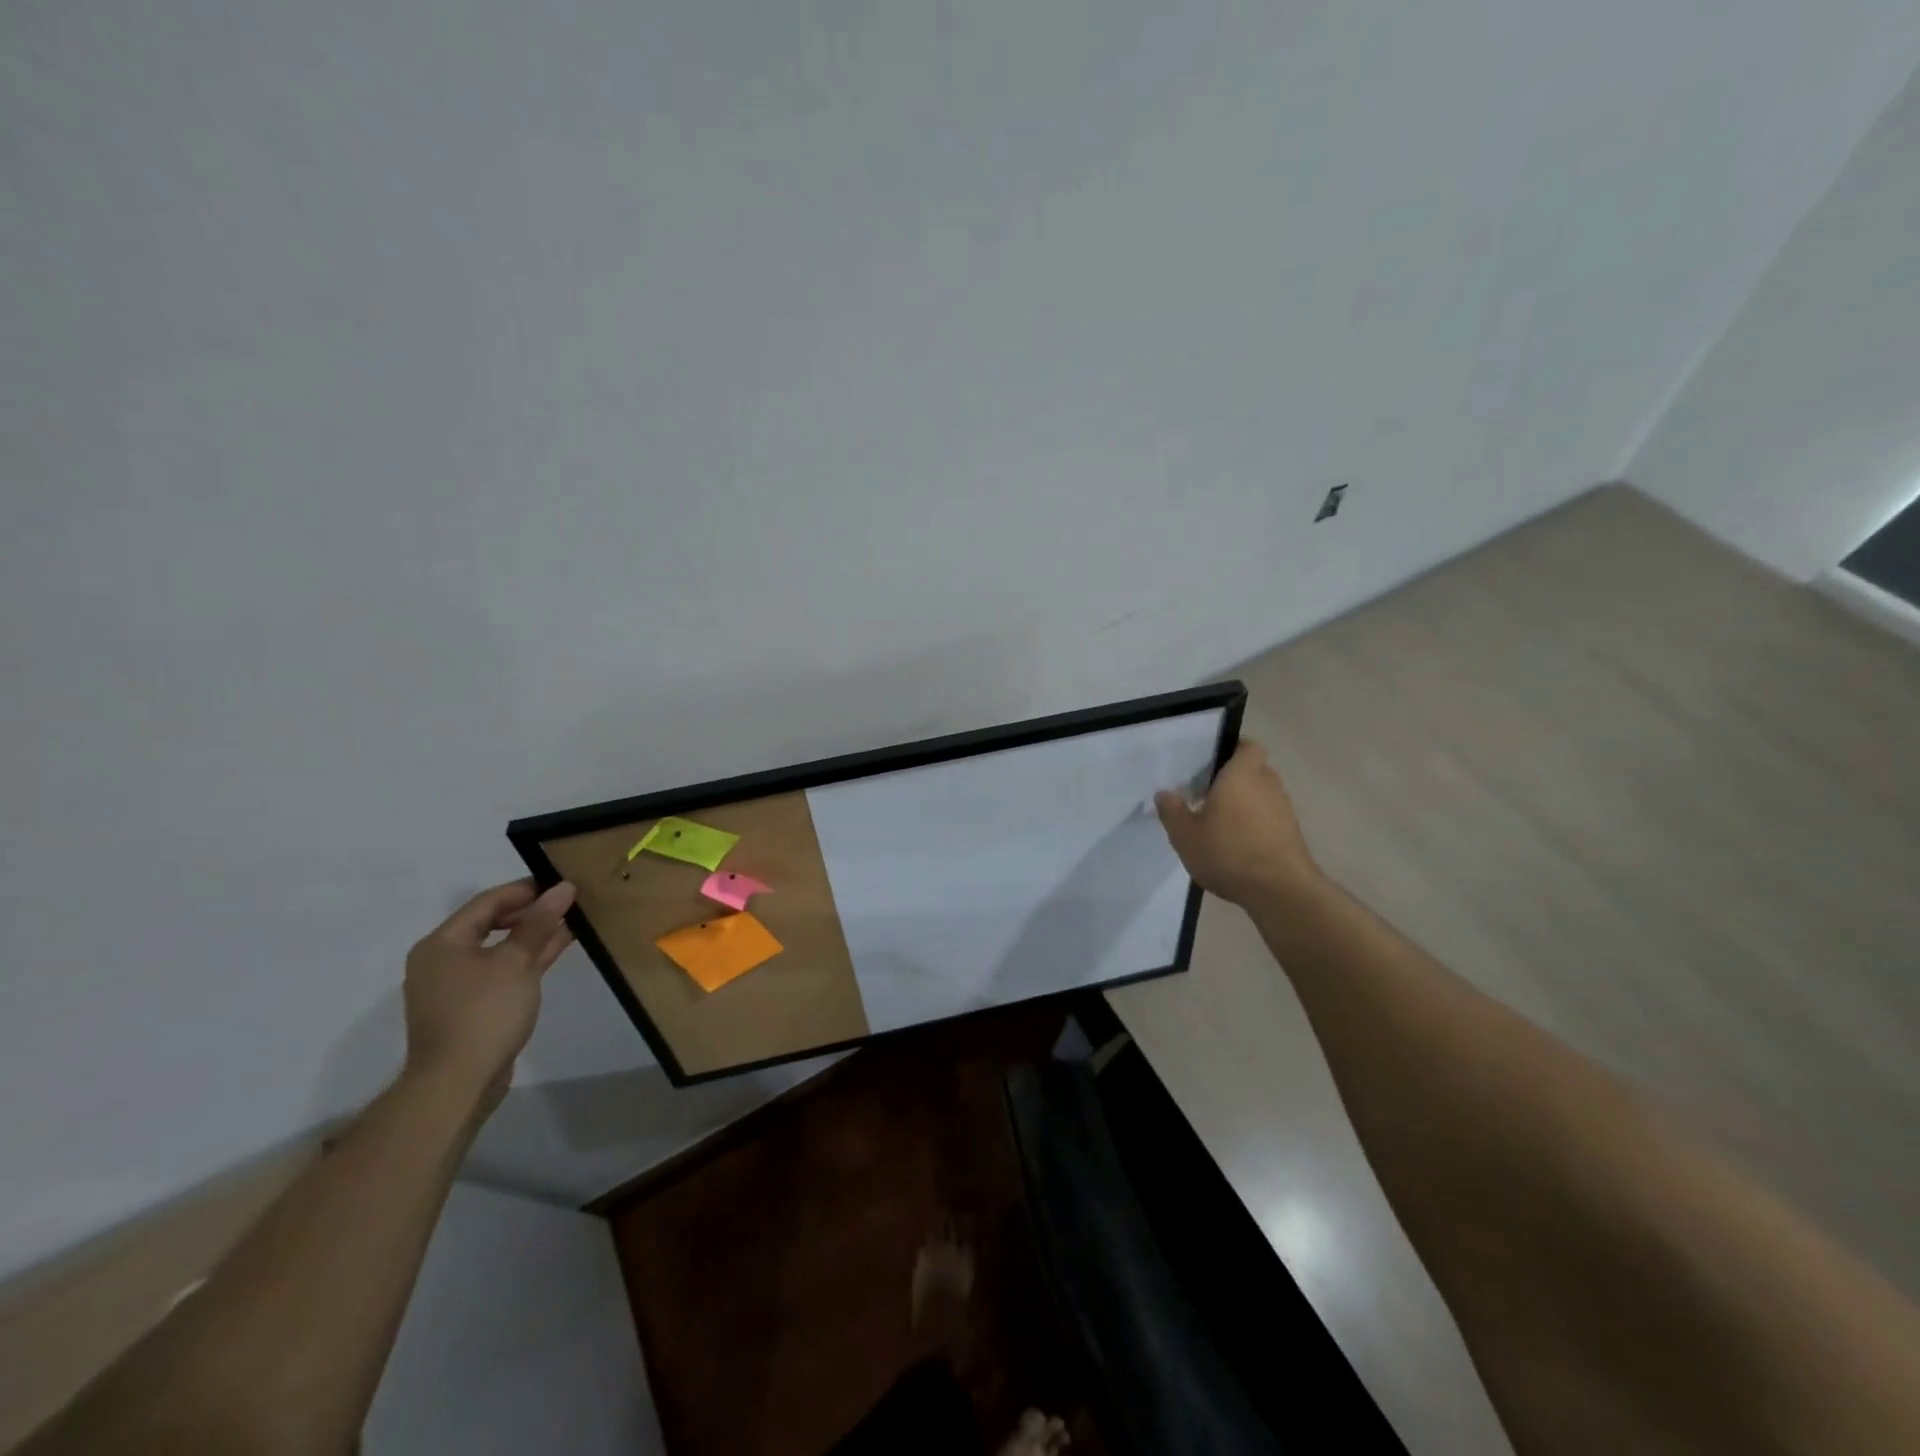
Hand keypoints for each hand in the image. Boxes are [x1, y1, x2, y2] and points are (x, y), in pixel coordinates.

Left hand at [402, 878, 575, 1108]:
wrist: (458, 1082)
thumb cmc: (483, 1011)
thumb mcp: (516, 961)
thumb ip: (539, 923)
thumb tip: (563, 888)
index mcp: (442, 944)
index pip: (487, 902)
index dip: (525, 890)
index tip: (561, 882)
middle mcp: (443, 961)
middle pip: (491, 924)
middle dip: (531, 912)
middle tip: (569, 901)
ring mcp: (457, 986)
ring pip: (500, 948)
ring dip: (534, 935)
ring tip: (572, 921)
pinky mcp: (473, 1007)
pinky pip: (503, 970)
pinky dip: (528, 959)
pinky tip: (558, 949)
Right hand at [1155, 738, 1321, 904]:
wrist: (1281, 891)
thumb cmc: (1229, 852)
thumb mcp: (1185, 835)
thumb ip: (1172, 811)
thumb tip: (1164, 793)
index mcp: (1241, 774)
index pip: (1247, 746)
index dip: (1232, 748)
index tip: (1212, 761)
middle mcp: (1267, 784)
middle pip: (1253, 770)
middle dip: (1234, 778)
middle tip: (1208, 792)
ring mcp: (1284, 809)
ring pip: (1262, 794)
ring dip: (1245, 803)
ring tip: (1220, 822)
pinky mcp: (1292, 833)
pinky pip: (1270, 817)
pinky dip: (1255, 823)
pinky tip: (1237, 844)